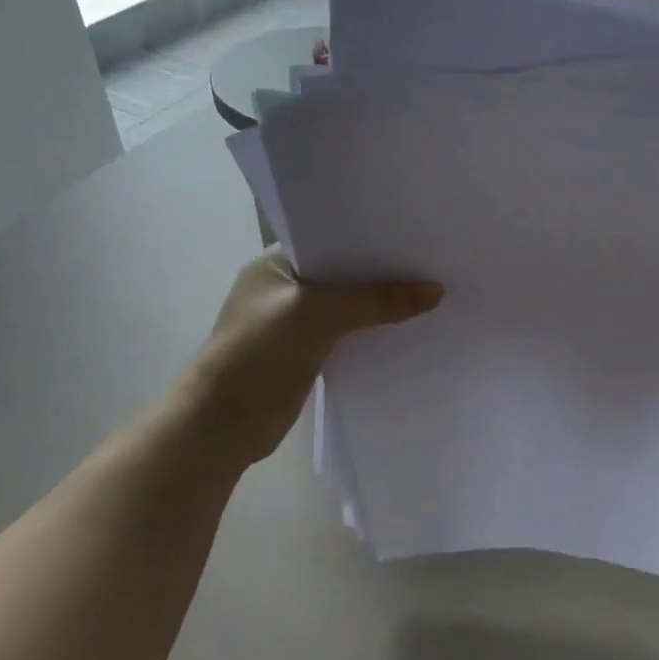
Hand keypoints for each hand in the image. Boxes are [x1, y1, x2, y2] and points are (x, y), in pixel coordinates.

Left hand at [186, 247, 440, 466]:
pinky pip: (351, 337)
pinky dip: (375, 335)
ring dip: (383, 307)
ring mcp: (296, 323)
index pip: (333, 239)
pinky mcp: (309, 355)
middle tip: (436, 264)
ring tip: (434, 296)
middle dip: (385, 273)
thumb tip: (436, 291)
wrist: (222, 424)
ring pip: (351, 307)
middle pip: (346, 274)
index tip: (417, 235)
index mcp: (276, 264)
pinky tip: (410, 332)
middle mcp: (287, 288)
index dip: (373, 237)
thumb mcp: (317, 315)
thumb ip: (375, 300)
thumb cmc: (259, 354)